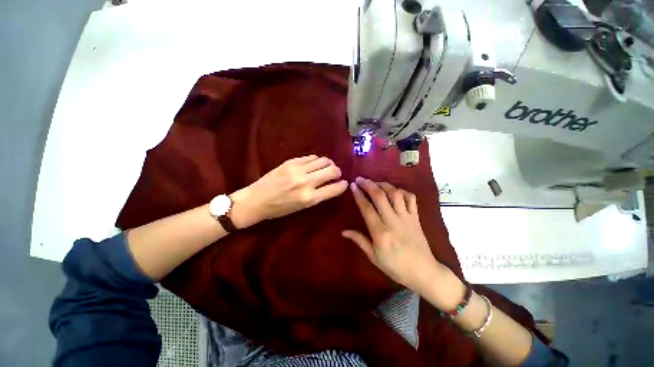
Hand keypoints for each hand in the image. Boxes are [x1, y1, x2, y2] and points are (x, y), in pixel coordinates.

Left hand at [230, 155, 347, 227]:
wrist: (256, 200)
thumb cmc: (279, 209)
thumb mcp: (302, 207)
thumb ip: (319, 195)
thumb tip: (332, 184)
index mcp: (309, 198)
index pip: (335, 188)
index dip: (343, 185)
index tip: (344, 183)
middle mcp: (306, 182)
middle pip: (332, 170)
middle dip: (338, 172)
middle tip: (335, 174)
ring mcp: (297, 170)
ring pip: (323, 160)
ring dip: (329, 164)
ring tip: (326, 168)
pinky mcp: (290, 162)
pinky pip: (311, 157)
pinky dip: (317, 160)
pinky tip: (314, 164)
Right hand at [342, 177, 446, 293]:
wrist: (424, 272)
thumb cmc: (396, 267)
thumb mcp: (374, 257)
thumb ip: (359, 240)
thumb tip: (343, 232)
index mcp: (380, 232)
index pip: (367, 208)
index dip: (358, 195)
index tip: (352, 185)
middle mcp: (393, 221)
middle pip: (380, 196)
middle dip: (368, 184)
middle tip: (360, 179)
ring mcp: (406, 217)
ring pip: (395, 194)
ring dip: (384, 184)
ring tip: (375, 182)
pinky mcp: (416, 217)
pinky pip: (411, 198)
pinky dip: (402, 191)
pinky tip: (395, 190)